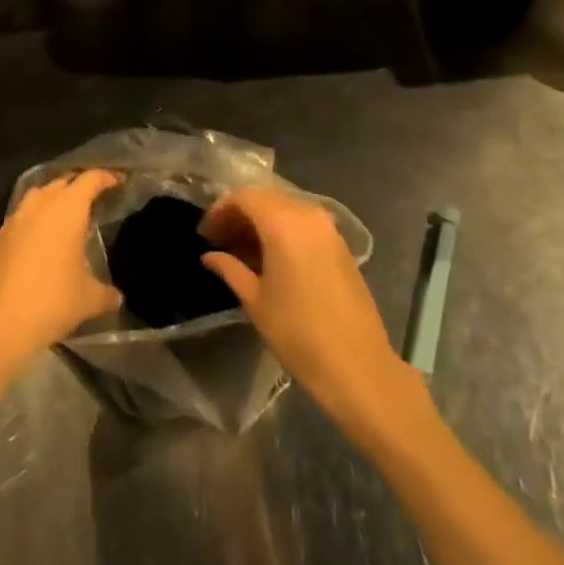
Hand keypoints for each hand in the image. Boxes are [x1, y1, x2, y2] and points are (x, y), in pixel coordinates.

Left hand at [0, 169, 123, 387]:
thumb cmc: (49, 303)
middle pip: (63, 182)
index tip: (120, 181)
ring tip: (68, 216)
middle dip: (80, 186)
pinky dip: (36, 220)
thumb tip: (116, 296)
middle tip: (96, 198)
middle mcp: (40, 205)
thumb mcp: (88, 300)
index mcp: (67, 209)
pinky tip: (42, 242)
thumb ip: (106, 293)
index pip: (90, 179)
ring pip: (39, 196)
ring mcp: (14, 219)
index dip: (107, 177)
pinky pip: (22, 217)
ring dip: (55, 199)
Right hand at [200, 188, 416, 428]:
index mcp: (284, 223)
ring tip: (241, 251)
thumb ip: (230, 269)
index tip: (205, 234)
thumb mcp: (255, 301)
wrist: (358, 367)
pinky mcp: (340, 245)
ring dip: (261, 223)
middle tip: (220, 240)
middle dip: (240, 214)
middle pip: (265, 199)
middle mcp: (308, 215)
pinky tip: (270, 259)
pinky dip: (283, 231)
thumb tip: (210, 256)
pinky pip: (303, 224)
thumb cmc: (298, 333)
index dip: (221, 210)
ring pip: (285, 209)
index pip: (244, 197)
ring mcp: (328, 229)